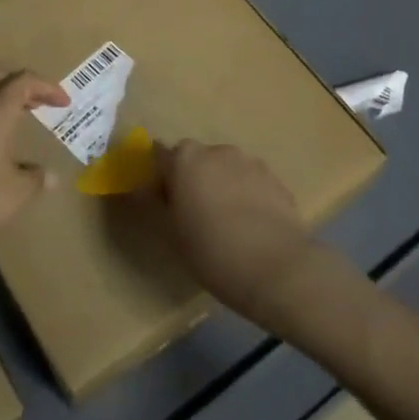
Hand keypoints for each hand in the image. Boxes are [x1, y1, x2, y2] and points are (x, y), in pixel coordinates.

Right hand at [151, 139, 323, 329]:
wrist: (277, 268)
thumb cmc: (212, 251)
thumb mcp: (170, 233)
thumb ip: (153, 203)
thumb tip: (141, 188)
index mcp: (185, 159)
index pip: (160, 155)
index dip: (158, 177)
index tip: (162, 202)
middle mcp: (217, 151)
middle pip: (195, 159)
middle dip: (191, 179)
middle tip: (193, 215)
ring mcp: (250, 162)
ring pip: (225, 169)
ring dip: (220, 185)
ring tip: (226, 223)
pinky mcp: (276, 180)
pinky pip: (251, 183)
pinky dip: (246, 196)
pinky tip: (250, 227)